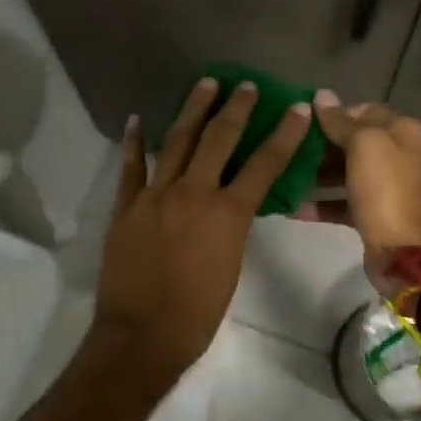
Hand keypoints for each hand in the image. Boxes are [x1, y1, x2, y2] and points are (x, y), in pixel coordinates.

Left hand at [92, 77, 312, 380]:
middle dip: (235, 108)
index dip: (283, 134)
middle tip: (244, 85)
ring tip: (204, 85)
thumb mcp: (231, 265)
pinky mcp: (125, 207)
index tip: (295, 108)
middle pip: (218, 139)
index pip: (263, 164)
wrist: (143, 335)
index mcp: (227, 213)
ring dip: (192, 110)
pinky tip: (136, 120)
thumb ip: (232, 227)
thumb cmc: (198, 313)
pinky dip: (133, 142)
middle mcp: (193, 193)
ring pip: (175, 141)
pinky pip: (130, 167)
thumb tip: (231, 205)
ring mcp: (155, 196)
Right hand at [306, 92, 420, 293]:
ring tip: (282, 173)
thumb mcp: (363, 145)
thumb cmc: (384, 189)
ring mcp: (384, 186)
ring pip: (344, 172)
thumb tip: (322, 96)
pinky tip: (291, 206)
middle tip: (287, 146)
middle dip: (320, 144)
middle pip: (352, 142)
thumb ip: (340, 121)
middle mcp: (396, 155)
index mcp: (401, 131)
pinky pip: (340, 202)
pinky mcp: (371, 213)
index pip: (364, 111)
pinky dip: (319, 203)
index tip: (303, 119)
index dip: (335, 113)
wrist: (401, 251)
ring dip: (315, 173)